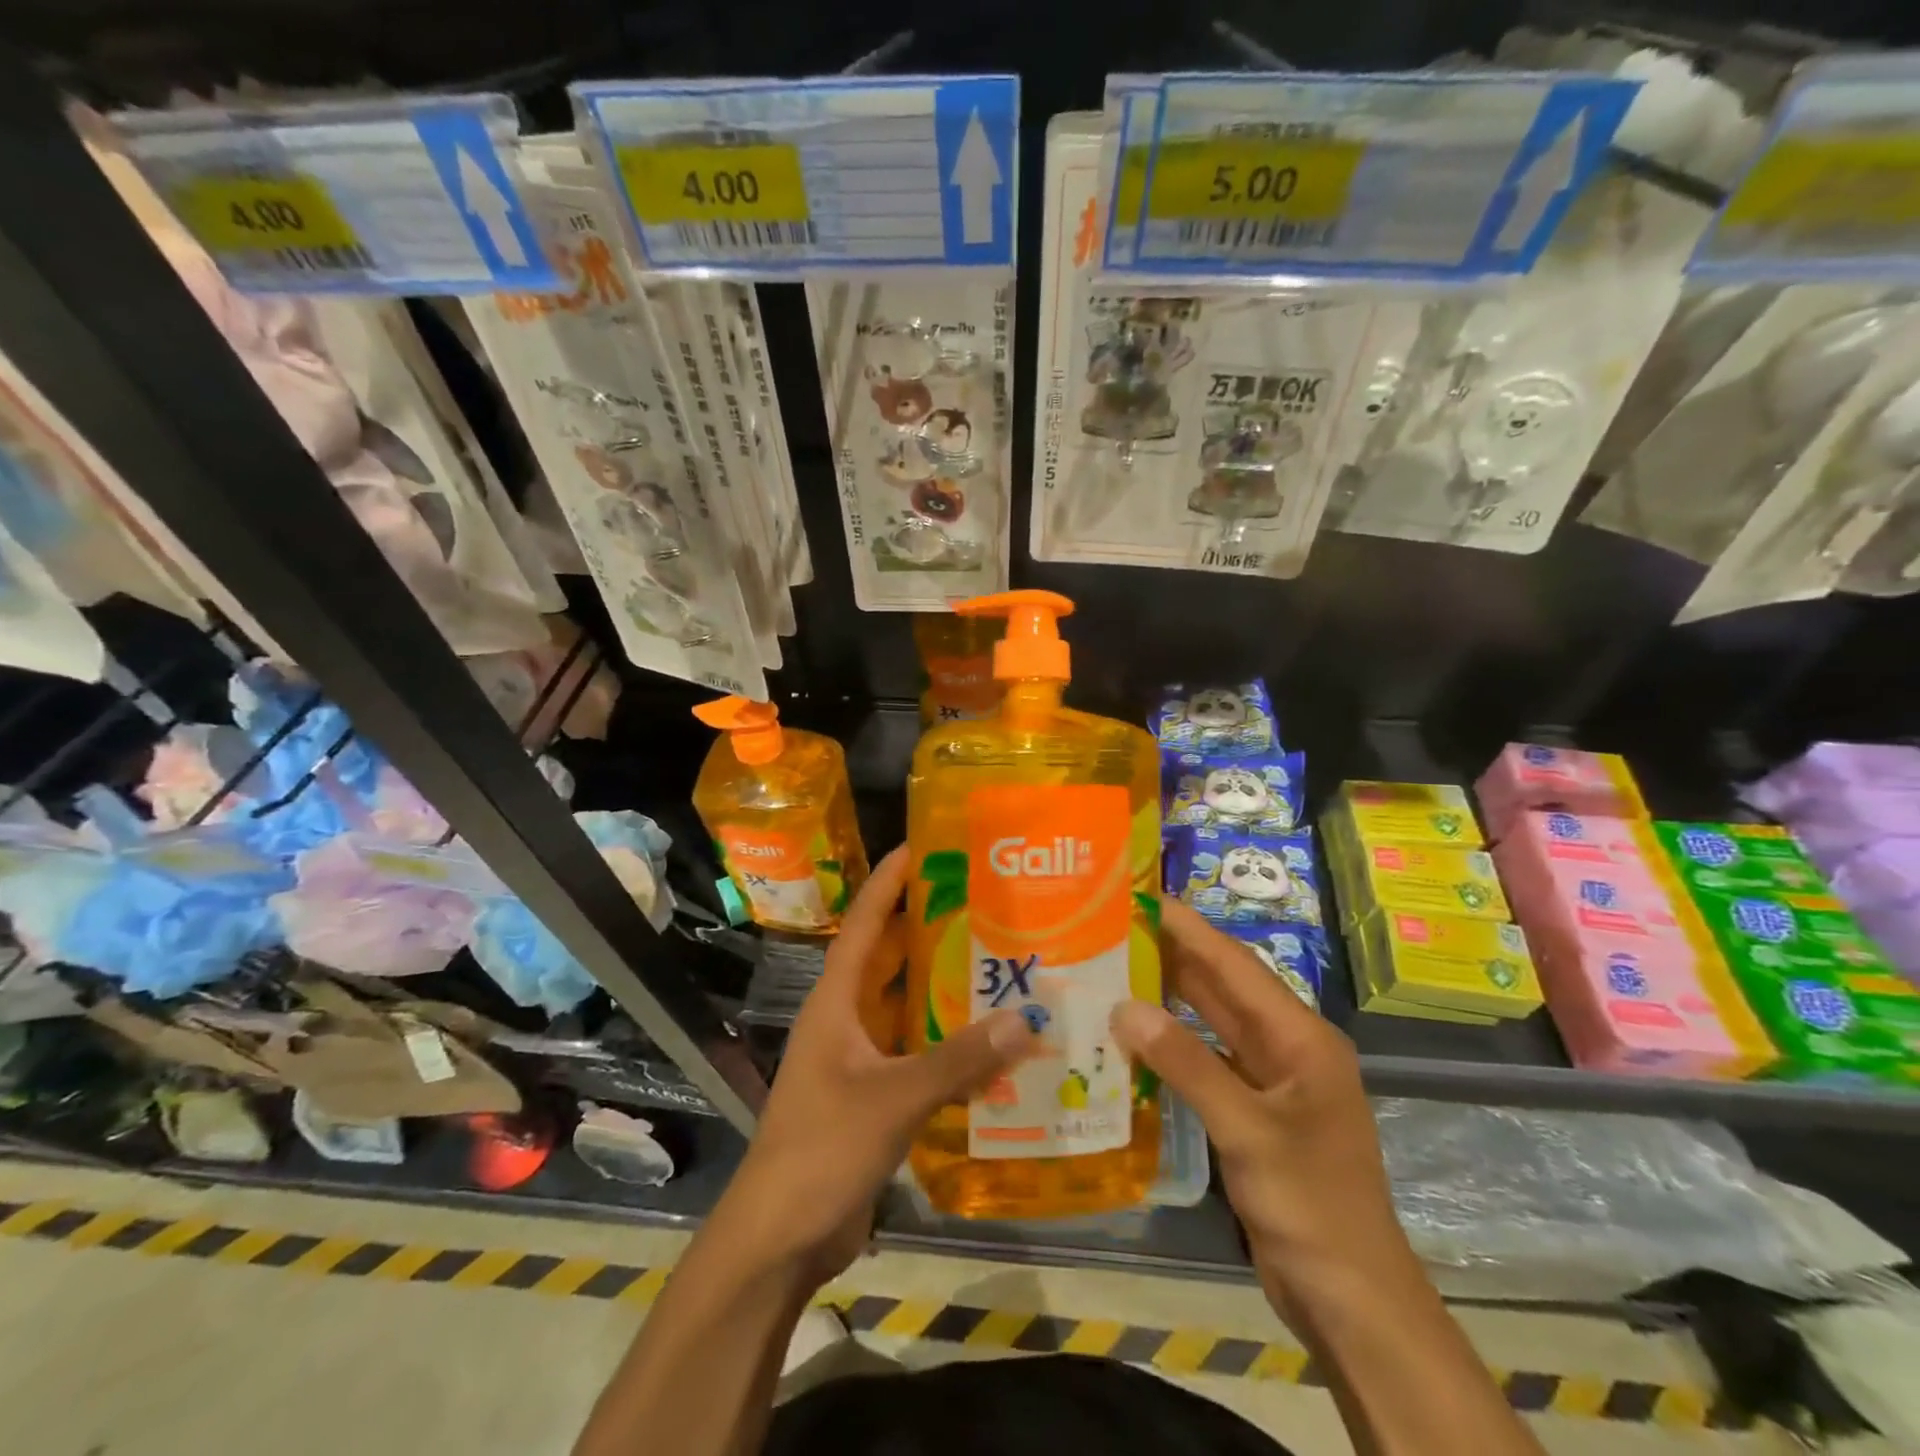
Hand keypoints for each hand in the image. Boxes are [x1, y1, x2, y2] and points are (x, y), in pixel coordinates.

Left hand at [714, 845, 1037, 1282]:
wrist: (780, 1238)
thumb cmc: (822, 1149)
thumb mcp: (893, 1098)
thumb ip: (959, 1060)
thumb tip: (1027, 1017)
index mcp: (836, 1003)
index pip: (864, 924)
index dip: (888, 883)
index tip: (921, 846)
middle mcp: (845, 1020)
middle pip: (888, 959)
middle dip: (926, 927)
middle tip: (981, 902)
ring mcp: (857, 1060)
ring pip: (904, 1007)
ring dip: (941, 987)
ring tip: (997, 960)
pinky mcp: (872, 1096)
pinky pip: (916, 1052)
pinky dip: (947, 1042)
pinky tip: (990, 1041)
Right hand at [1111, 900, 1415, 1313]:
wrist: (1352, 1302)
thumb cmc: (1311, 1206)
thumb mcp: (1247, 1131)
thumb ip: (1186, 1064)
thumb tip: (1124, 1007)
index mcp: (1301, 1037)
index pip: (1236, 965)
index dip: (1189, 928)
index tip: (1141, 897)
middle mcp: (1287, 1048)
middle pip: (1223, 988)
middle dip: (1173, 956)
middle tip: (1114, 928)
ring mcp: (1271, 1082)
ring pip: (1212, 1024)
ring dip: (1169, 999)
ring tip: (1114, 969)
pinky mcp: (1254, 1113)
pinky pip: (1207, 1062)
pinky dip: (1172, 1047)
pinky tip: (1133, 1038)